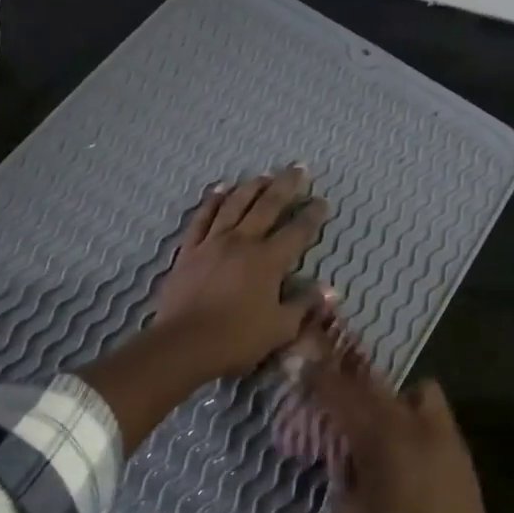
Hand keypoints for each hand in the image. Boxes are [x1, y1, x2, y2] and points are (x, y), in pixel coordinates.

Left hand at [151, 167, 330, 380]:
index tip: (322, 202)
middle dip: (286, 186)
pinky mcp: (190, 250)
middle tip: (298, 169)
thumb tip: (330, 290)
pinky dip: (212, 201)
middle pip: (267, 206)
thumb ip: (304, 305)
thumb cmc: (237, 339)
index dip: (312, 215)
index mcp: (269, 261)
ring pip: (235, 205)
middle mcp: (243, 242)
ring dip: (252, 187)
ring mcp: (213, 242)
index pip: (297, 232)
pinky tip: (219, 190)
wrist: (184, 343)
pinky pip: (202, 217)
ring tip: (264, 175)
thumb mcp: (280, 328)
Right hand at [287, 334, 505, 512]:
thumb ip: (340, 472)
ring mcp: (444, 436)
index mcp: (381, 437)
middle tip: (333, 390)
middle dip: (351, 381)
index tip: (302, 365)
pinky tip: (405, 449)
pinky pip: (435, 416)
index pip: (342, 393)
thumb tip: (341, 451)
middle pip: (377, 384)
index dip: (319, 377)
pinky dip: (415, 418)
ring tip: (379, 424)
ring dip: (393, 397)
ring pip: (418, 391)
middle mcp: (414, 424)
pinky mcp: (462, 455)